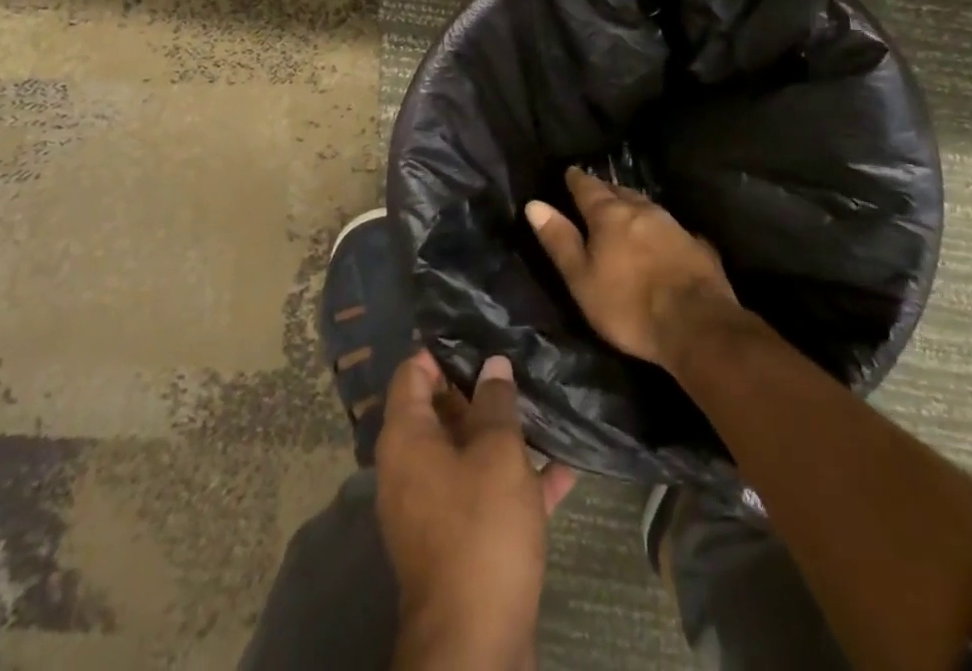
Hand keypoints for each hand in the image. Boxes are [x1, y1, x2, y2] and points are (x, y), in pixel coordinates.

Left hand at [376, 350, 577, 669]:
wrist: (476, 645)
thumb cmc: (481, 530)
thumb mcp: (497, 454)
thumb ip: (495, 402)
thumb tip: (492, 364)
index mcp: (407, 438)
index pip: (413, 372)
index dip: (443, 349)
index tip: (481, 332)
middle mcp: (411, 467)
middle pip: (442, 410)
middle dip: (481, 389)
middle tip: (520, 362)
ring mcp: (434, 506)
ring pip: (468, 451)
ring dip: (504, 434)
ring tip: (545, 404)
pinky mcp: (459, 539)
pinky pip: (485, 492)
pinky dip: (516, 478)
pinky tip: (564, 467)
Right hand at [525, 167, 737, 367]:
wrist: (697, 325)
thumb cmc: (628, 306)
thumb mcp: (582, 278)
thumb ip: (560, 240)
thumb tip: (535, 204)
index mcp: (610, 215)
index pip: (588, 187)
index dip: (577, 179)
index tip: (570, 171)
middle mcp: (642, 210)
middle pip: (619, 192)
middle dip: (606, 189)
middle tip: (595, 188)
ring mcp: (673, 225)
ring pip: (646, 205)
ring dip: (632, 204)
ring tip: (623, 206)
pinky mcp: (697, 245)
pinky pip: (670, 226)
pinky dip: (657, 226)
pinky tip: (659, 235)